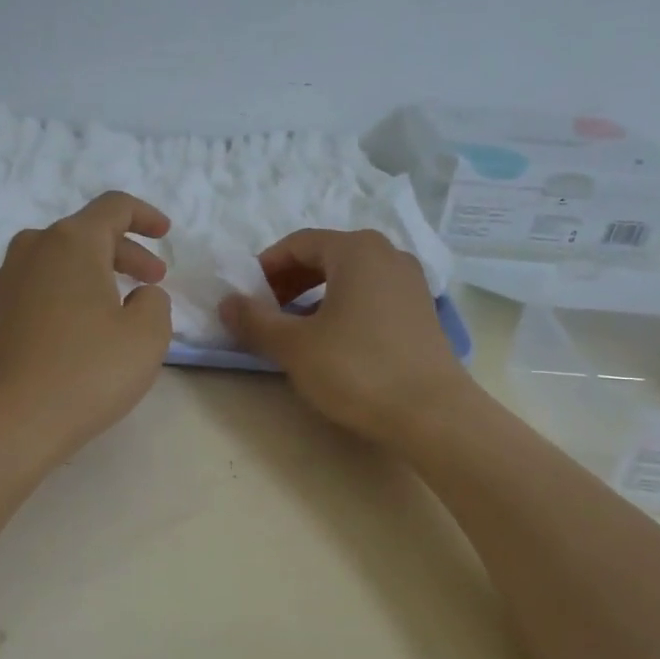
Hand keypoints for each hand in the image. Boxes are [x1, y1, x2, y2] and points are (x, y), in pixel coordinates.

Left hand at [0, 191, 174, 466]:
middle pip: (84, 234)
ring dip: (92, 275)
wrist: (3, 424)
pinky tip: (76, 333)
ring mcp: (2, 283)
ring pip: (57, 262)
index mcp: (71, 242)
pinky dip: (63, 297)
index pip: (114, 207)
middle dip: (125, 253)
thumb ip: (154, 302)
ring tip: (116, 307)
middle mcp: (30, 250)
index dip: (145, 216)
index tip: (165, 234)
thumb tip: (139, 296)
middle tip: (153, 280)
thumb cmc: (85, 373)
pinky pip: (35, 290)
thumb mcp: (147, 336)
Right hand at [219, 228, 474, 445]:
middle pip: (326, 256)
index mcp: (356, 250)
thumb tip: (226, 302)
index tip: (246, 295)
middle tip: (267, 311)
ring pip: (350, 277)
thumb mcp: (295, 346)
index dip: (266, 267)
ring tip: (296, 327)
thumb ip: (255, 320)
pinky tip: (334, 340)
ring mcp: (411, 283)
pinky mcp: (422, 311)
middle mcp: (388, 254)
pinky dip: (344, 306)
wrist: (433, 414)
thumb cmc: (357, 370)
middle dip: (290, 280)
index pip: (298, 243)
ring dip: (316, 295)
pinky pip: (372, 295)